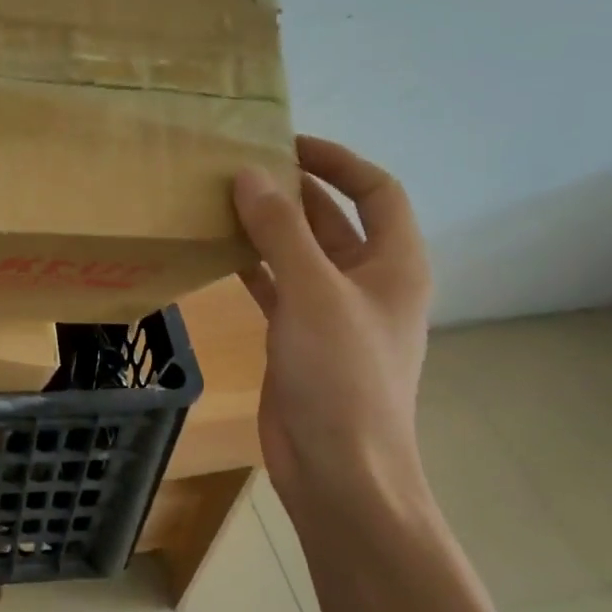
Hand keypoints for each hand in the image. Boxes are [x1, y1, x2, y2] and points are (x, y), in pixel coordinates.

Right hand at [232, 136, 432, 519]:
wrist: (338, 468)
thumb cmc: (341, 376)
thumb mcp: (313, 293)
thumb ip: (281, 231)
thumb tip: (250, 175)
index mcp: (394, 265)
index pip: (376, 191)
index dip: (338, 161)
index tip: (288, 143)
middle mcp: (367, 282)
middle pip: (333, 219)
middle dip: (293, 191)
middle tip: (240, 166)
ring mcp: (331, 312)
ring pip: (299, 253)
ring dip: (267, 227)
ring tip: (221, 199)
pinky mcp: (298, 337)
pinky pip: (275, 286)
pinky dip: (251, 265)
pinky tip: (217, 250)